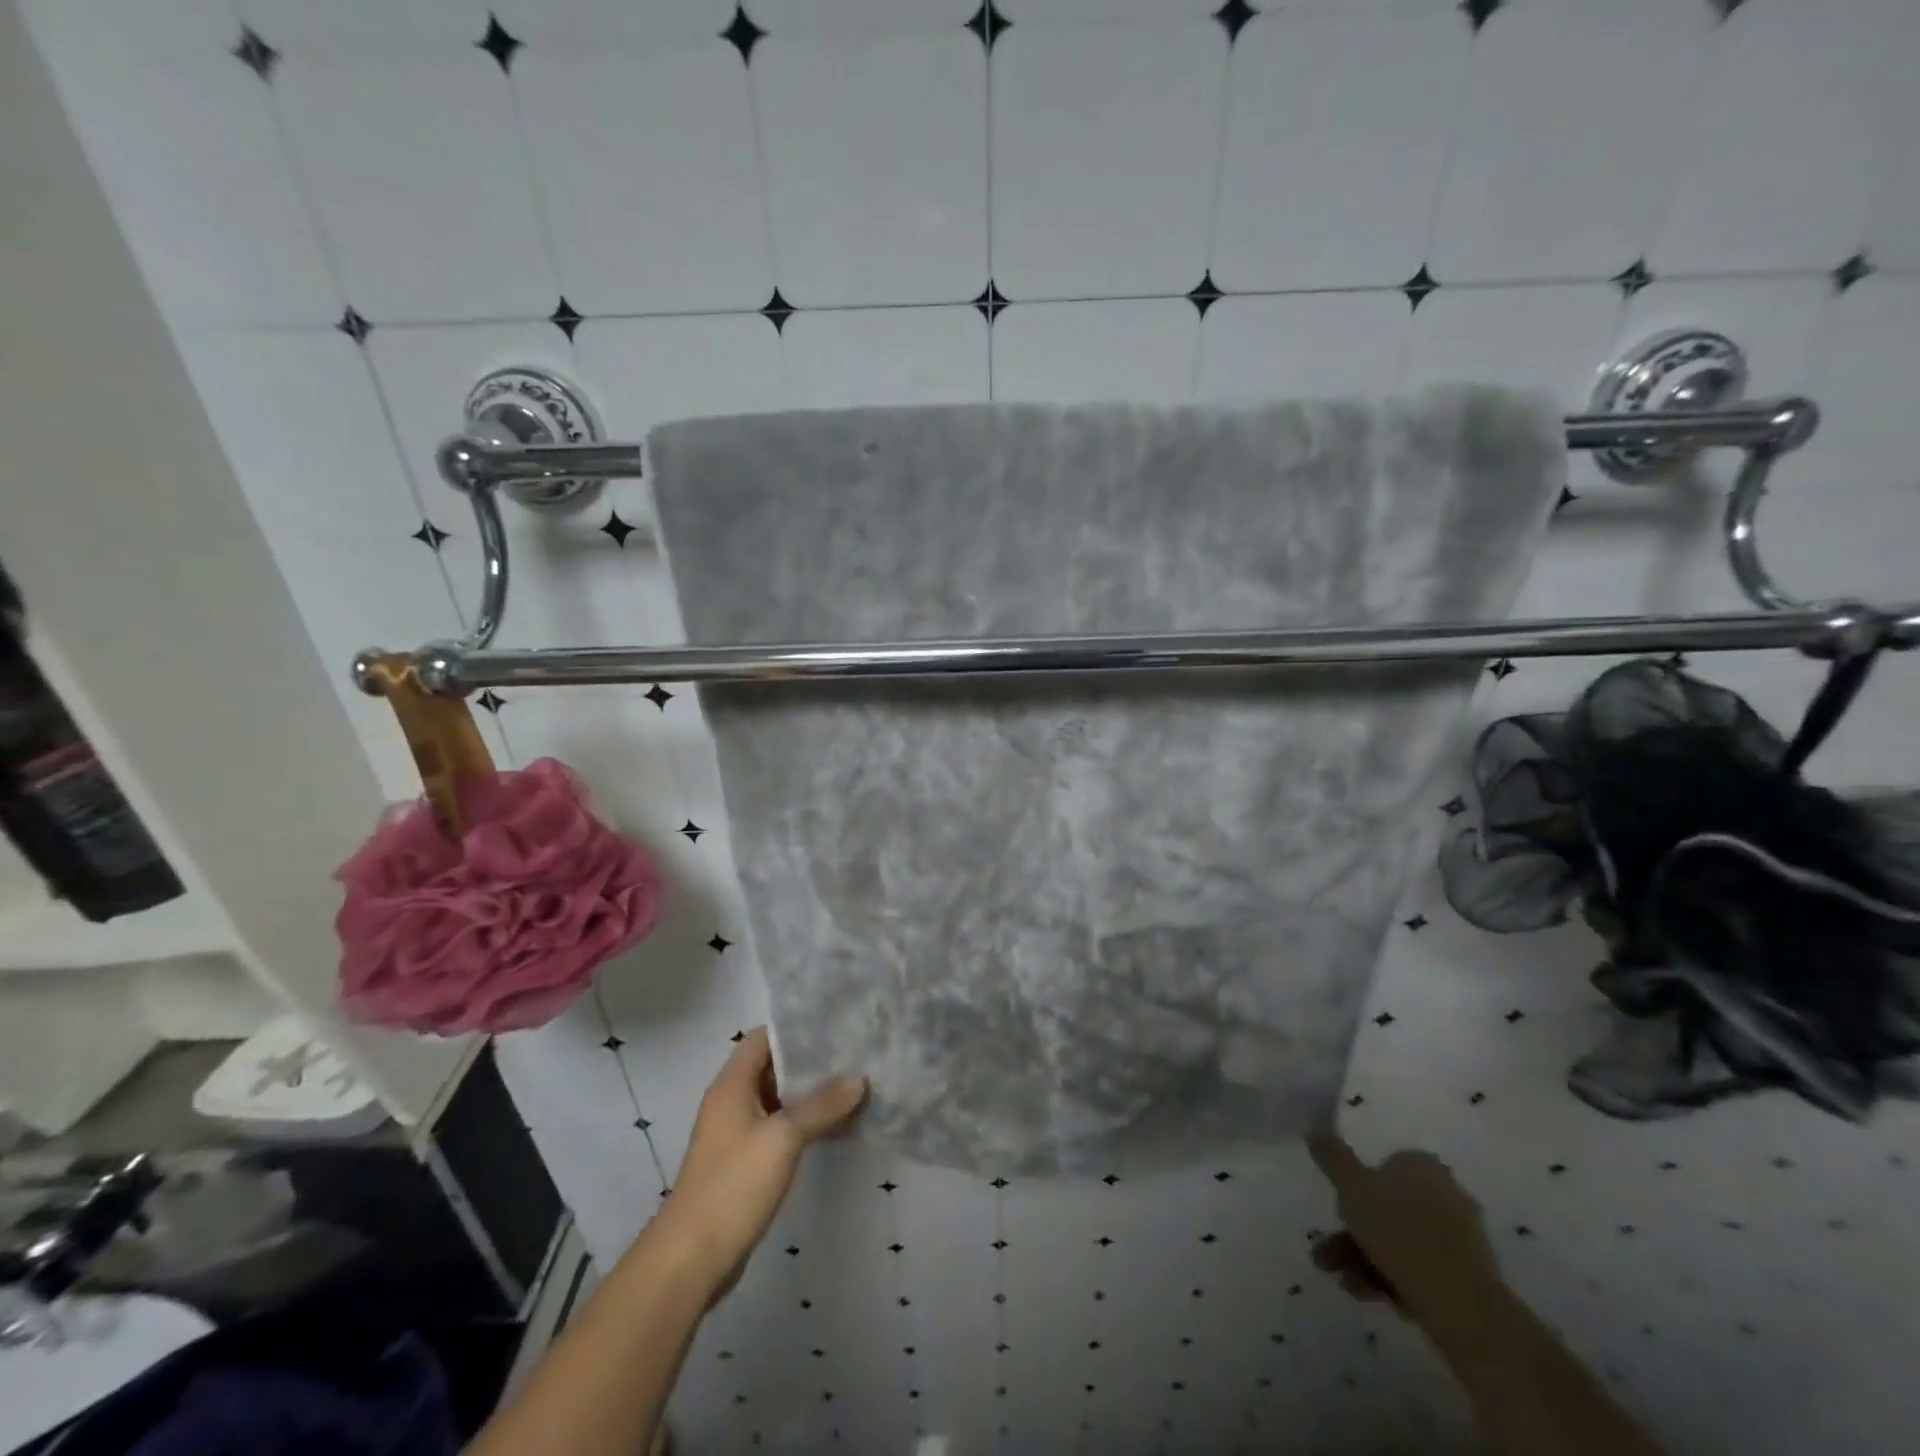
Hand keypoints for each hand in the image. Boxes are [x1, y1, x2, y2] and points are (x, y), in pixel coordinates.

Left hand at [658, 1027, 866, 1297]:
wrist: (692, 1259)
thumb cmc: (734, 1185)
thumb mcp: (783, 1138)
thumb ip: (822, 1105)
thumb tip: (859, 1077)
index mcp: (732, 1085)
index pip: (763, 1037)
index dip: (795, 1030)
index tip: (833, 1027)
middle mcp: (731, 1102)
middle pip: (773, 1067)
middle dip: (810, 1062)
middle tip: (853, 1055)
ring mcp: (737, 1134)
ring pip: (778, 1100)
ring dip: (810, 1095)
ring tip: (853, 1087)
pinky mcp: (744, 1163)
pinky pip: (779, 1129)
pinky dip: (804, 1123)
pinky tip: (836, 1127)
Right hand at [1307, 1128, 1505, 1336]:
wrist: (1463, 1309)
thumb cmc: (1402, 1234)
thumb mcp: (1352, 1188)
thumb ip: (1332, 1157)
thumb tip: (1315, 1127)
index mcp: (1424, 1167)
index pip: (1382, 1165)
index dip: (1355, 1187)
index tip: (1338, 1208)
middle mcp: (1447, 1195)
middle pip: (1386, 1209)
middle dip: (1352, 1232)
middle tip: (1327, 1255)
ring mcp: (1461, 1239)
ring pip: (1399, 1242)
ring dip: (1364, 1258)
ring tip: (1345, 1283)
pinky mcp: (1468, 1279)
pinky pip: (1420, 1270)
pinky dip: (1392, 1279)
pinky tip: (1370, 1295)